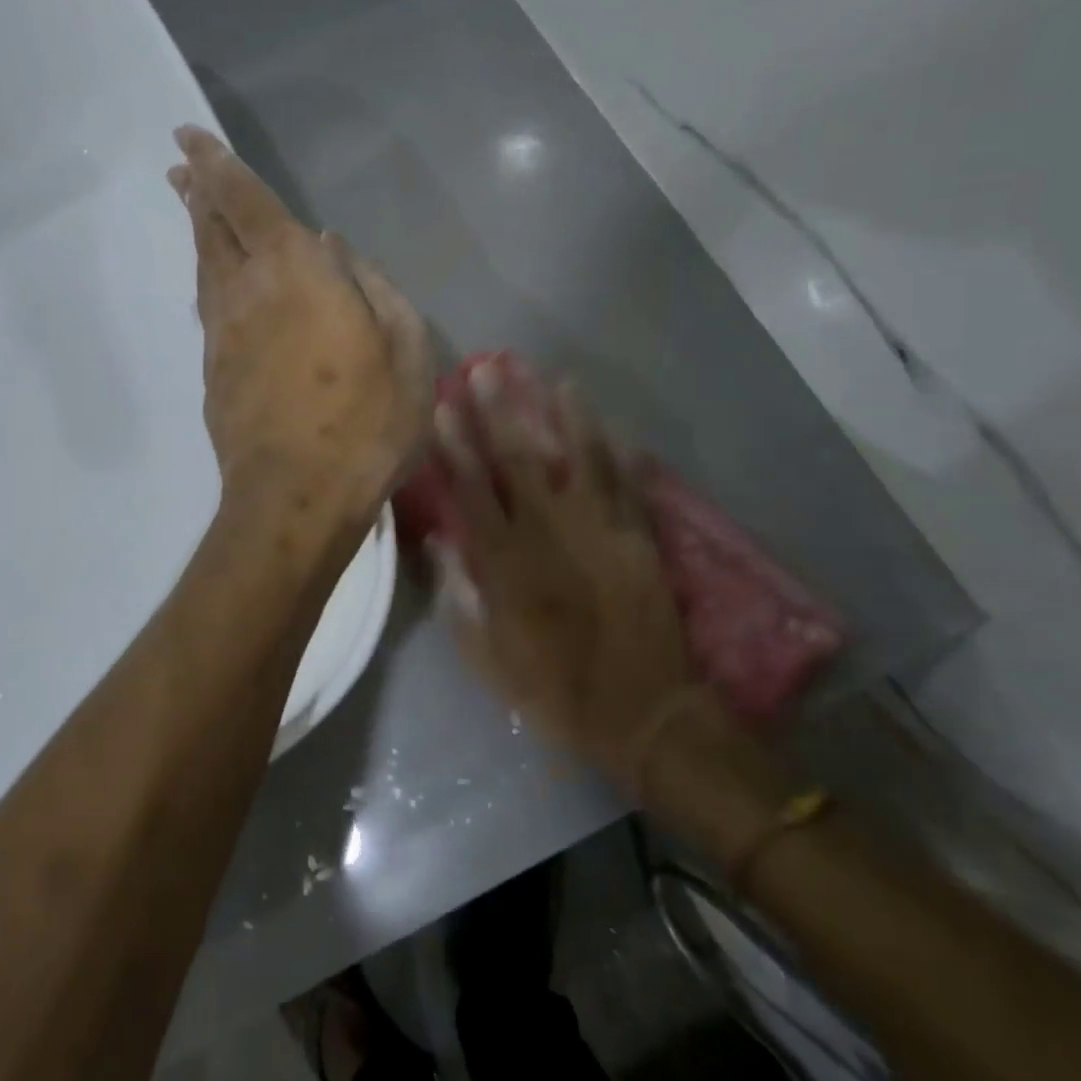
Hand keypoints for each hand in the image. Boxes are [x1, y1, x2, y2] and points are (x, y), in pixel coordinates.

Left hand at [168, 125, 431, 523]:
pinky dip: (208, 278)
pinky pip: (208, 307)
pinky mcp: (214, 372)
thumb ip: (373, 288)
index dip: (217, 165)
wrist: (295, 498)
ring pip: (205, 267)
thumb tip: (336, 249)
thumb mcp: (405, 350)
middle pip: (213, 229)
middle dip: (198, 191)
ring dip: (198, 231)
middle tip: (181, 164)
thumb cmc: (365, 422)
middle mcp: (247, 291)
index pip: (245, 201)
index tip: (188, 137)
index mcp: (296, 272)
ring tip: (192, 206)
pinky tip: (214, 280)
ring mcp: (223, 335)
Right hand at [434, 364, 787, 854]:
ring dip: (564, 416)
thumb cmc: (553, 688)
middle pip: (519, 461)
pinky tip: (611, 422)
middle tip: (486, 368)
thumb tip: (439, 540)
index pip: (472, 491)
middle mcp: (550, 534)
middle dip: (499, 412)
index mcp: (507, 564)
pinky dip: (618, 451)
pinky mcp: (639, 538)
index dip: (453, 447)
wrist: (641, 712)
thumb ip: (459, 594)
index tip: (441, 408)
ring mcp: (600, 531)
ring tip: (553, 378)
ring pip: (579, 459)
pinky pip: (627, 484)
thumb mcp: (487, 655)